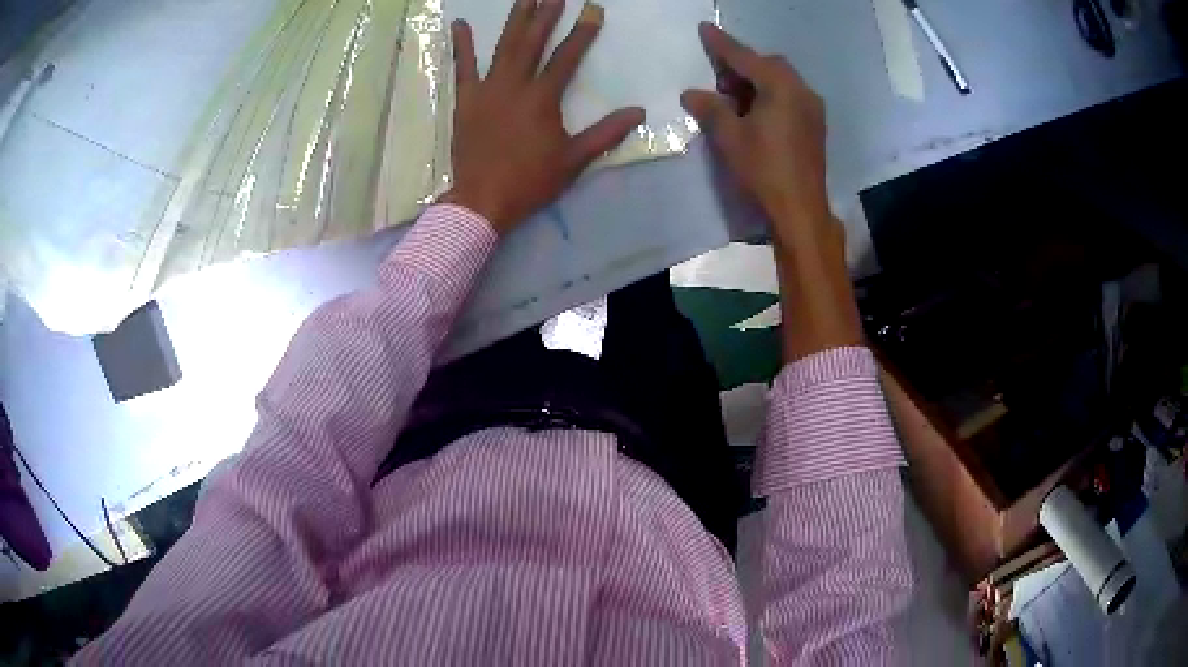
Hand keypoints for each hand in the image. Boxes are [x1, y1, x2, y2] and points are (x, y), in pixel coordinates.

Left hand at [444, 0, 645, 234]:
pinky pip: (462, 68)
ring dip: (514, 20)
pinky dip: (461, 46)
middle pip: (532, 42)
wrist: (482, 200)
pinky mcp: (465, 100)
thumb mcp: (574, 160)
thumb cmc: (530, 181)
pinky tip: (459, 24)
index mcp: (542, 98)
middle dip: (546, 15)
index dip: (582, 33)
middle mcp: (514, 85)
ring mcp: (486, 90)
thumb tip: (639, 112)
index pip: (566, 57)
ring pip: (502, 47)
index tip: (593, 10)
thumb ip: (606, 133)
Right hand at [680, 23, 828, 247]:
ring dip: (756, 82)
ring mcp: (813, 109)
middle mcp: (802, 91)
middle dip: (742, 66)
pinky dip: (770, 96)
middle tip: (720, 82)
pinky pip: (790, 97)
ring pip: (781, 81)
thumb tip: (691, 93)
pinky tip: (755, 115)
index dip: (722, 44)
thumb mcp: (729, 137)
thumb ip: (710, 108)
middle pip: (769, 65)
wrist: (801, 209)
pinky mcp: (815, 126)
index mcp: (781, 88)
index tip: (705, 28)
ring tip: (734, 101)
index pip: (746, 58)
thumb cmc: (764, 170)